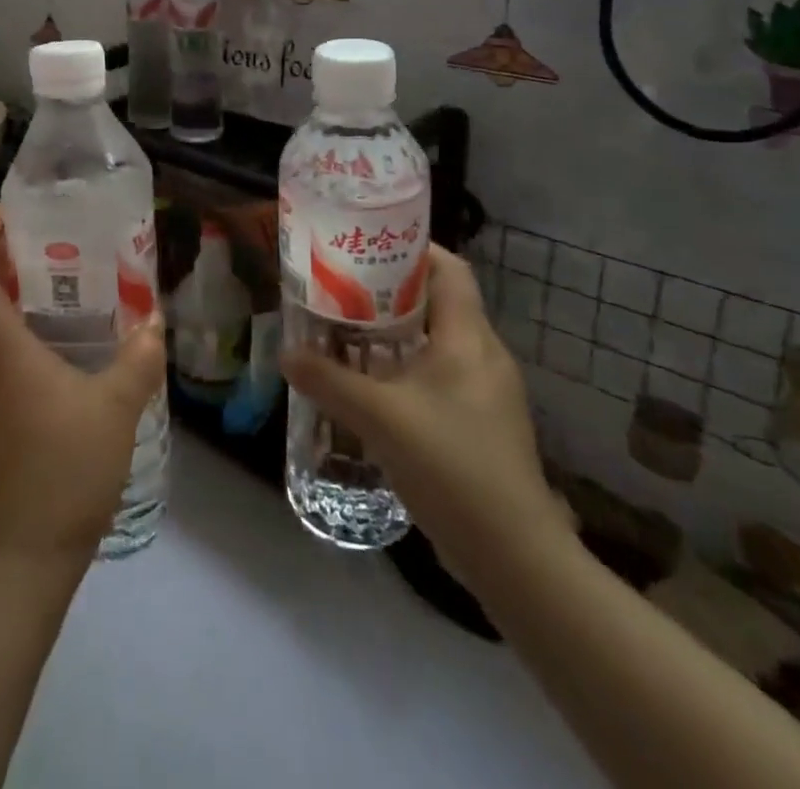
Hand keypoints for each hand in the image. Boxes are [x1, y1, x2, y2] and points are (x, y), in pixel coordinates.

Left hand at [0, 204, 165, 573]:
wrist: (28, 551)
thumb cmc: (66, 468)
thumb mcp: (116, 408)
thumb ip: (138, 359)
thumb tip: (153, 320)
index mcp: (1, 350)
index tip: (3, 209)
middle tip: (40, 232)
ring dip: (6, 289)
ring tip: (54, 273)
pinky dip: (15, 323)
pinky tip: (58, 333)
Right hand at [281, 244, 568, 590]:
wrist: (512, 555)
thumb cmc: (450, 465)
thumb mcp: (379, 417)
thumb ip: (327, 380)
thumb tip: (286, 354)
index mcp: (469, 338)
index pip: (449, 269)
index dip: (412, 247)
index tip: (366, 244)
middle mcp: (483, 354)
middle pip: (438, 301)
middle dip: (389, 289)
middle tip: (341, 286)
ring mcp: (485, 391)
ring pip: (436, 340)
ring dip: (394, 332)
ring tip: (346, 330)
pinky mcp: (479, 423)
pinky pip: (438, 374)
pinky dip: (404, 367)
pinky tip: (371, 385)